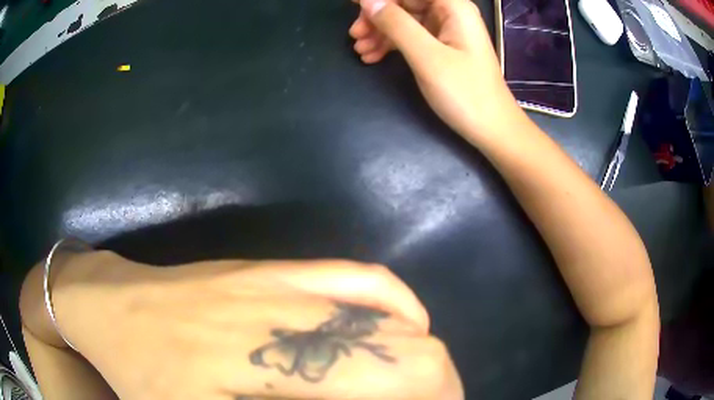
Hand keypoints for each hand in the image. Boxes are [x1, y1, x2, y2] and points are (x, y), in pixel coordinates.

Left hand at [22, 252, 463, 399]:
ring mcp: (280, 283)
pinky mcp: (271, 266)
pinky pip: (358, 276)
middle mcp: (288, 322)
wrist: (110, 304)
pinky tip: (406, 324)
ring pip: (388, 314)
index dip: (435, 399)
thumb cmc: (140, 377)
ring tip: (423, 382)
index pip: (392, 381)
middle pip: (403, 349)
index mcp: (266, 373)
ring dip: (421, 352)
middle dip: (437, 384)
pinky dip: (397, 302)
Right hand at [350, 0, 527, 138]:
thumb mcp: (427, 57)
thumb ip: (396, 24)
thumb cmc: (466, 94)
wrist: (492, 129)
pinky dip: (391, 44)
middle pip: (405, 2)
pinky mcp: (442, 46)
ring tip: (361, 51)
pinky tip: (373, 57)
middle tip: (354, 35)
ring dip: (380, 32)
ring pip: (404, 19)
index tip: (352, 6)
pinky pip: (411, 36)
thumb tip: (367, 1)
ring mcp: (446, 30)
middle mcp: (450, 12)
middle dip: (377, 15)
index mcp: (453, 7)